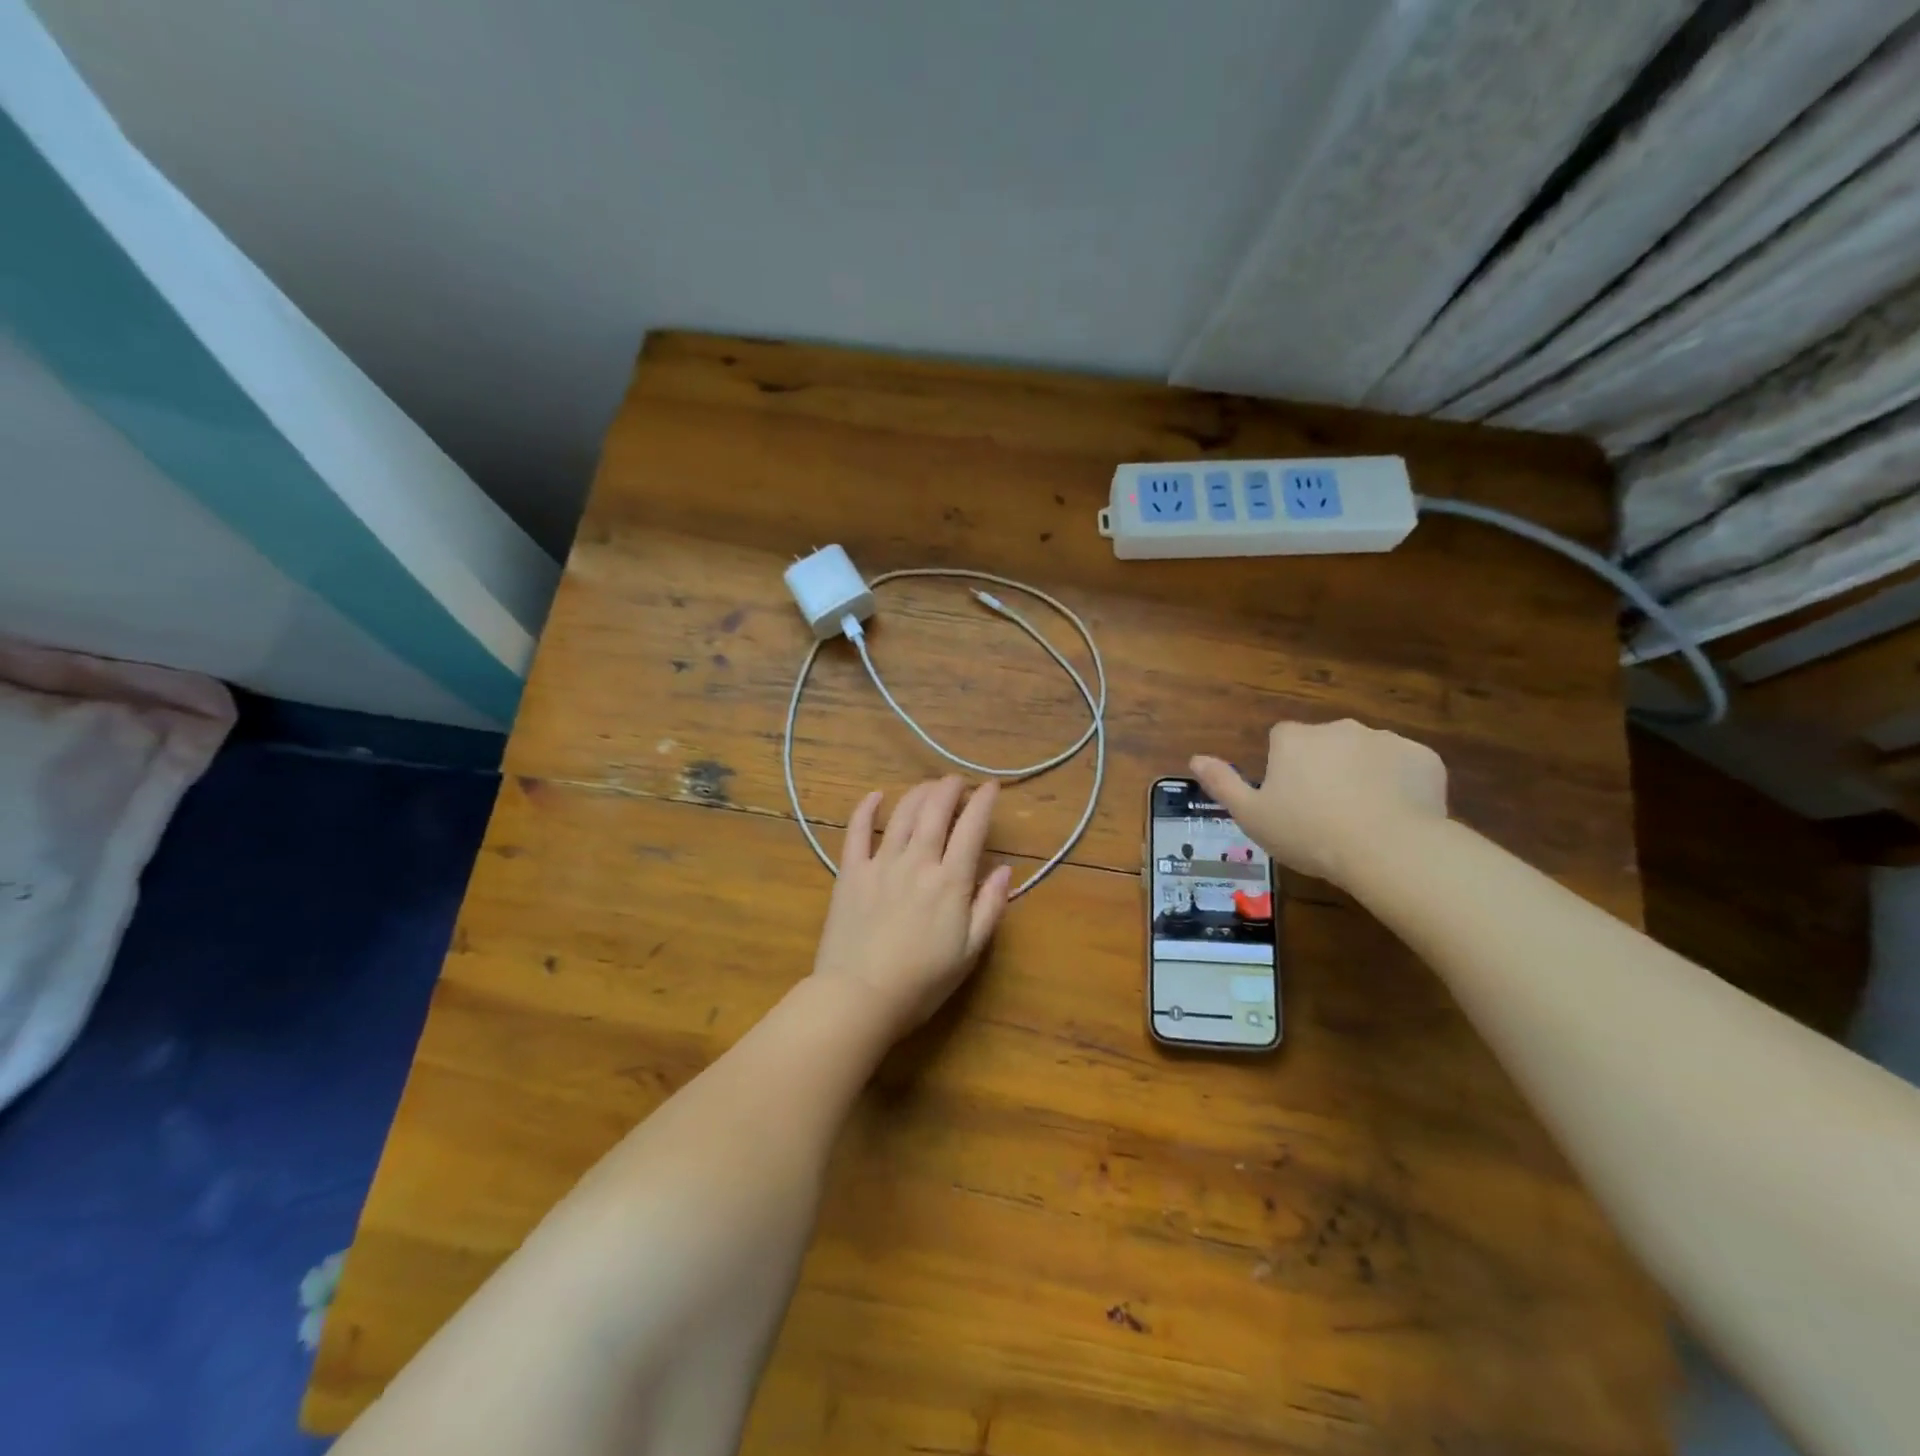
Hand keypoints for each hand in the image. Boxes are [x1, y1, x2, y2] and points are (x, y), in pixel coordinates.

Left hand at [810, 776, 1013, 1036]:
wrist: (859, 997)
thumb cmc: (922, 982)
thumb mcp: (969, 952)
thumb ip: (990, 907)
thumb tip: (1005, 870)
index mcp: (950, 881)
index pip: (971, 829)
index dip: (983, 803)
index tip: (991, 787)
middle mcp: (917, 862)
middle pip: (935, 811)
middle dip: (949, 789)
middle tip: (957, 781)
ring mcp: (881, 864)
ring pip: (902, 814)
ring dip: (918, 794)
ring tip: (929, 786)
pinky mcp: (851, 873)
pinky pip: (857, 831)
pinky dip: (867, 809)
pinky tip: (876, 796)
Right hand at [1191, 719, 1447, 886]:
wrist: (1387, 848)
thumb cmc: (1307, 832)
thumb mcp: (1251, 815)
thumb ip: (1223, 783)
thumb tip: (1195, 758)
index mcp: (1293, 738)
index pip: (1281, 740)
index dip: (1284, 768)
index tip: (1289, 800)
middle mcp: (1336, 727)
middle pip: (1324, 744)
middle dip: (1325, 769)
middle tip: (1326, 813)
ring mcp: (1383, 739)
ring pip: (1366, 754)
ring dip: (1363, 775)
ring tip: (1365, 820)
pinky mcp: (1423, 757)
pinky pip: (1405, 767)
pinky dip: (1401, 784)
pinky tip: (1397, 817)